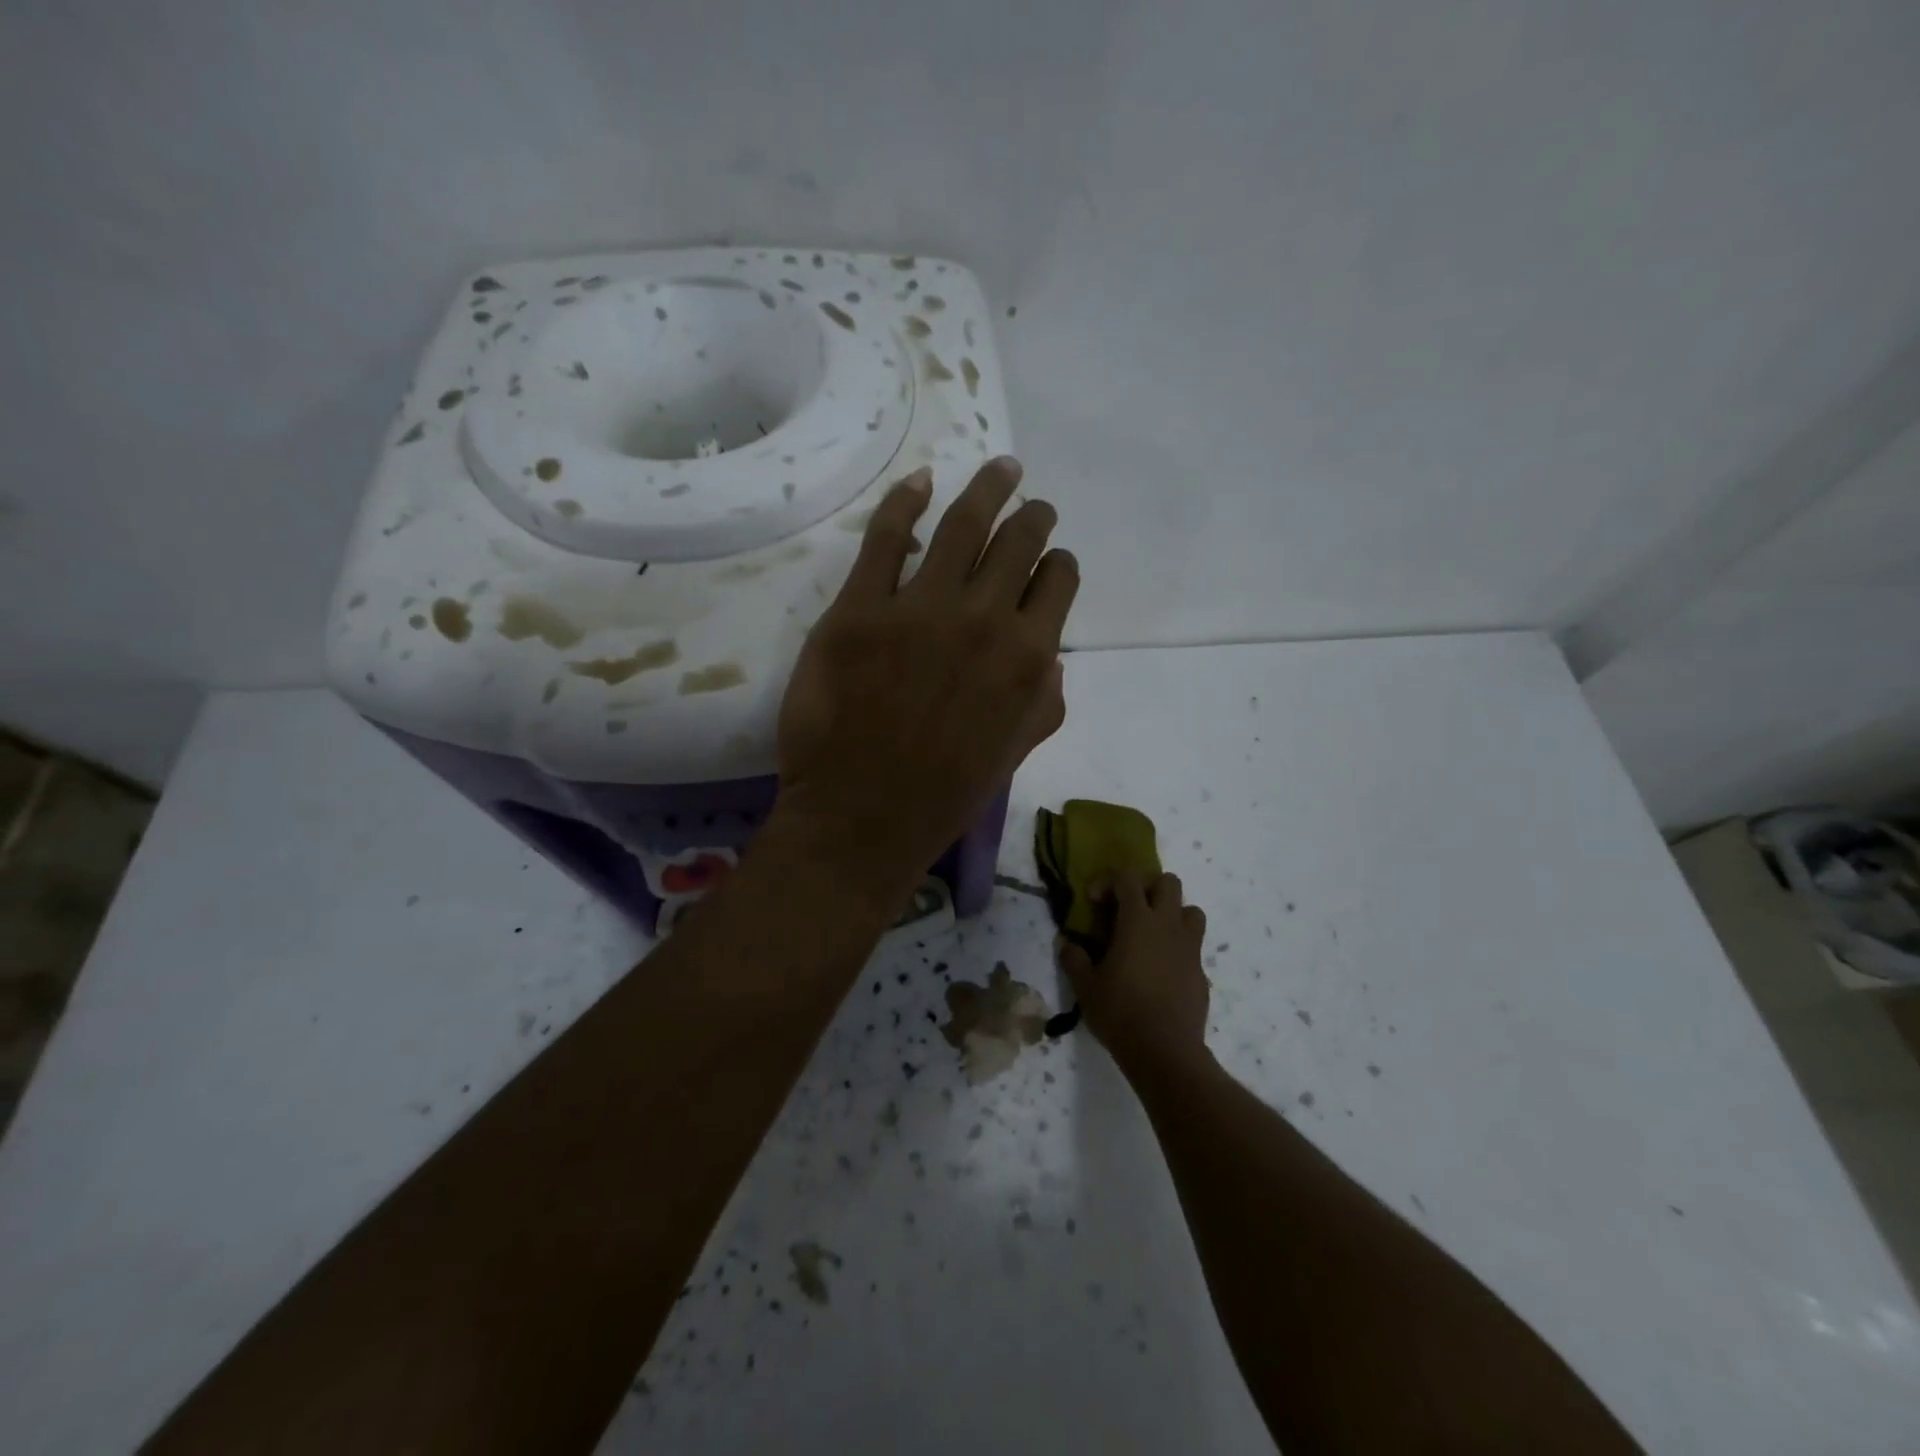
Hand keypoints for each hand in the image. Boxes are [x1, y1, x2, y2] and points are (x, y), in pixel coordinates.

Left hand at [775, 457, 1077, 914]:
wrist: (863, 819)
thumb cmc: (946, 794)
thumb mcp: (1017, 752)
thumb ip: (1046, 699)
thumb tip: (1051, 655)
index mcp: (1029, 656)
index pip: (1057, 581)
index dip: (1057, 564)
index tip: (1050, 560)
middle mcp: (982, 619)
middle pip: (1017, 542)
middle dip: (1032, 517)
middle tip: (1032, 503)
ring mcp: (917, 609)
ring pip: (961, 525)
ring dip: (987, 491)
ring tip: (1001, 471)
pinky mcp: (858, 610)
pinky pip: (883, 539)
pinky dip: (904, 502)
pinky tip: (920, 482)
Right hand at [1060, 872, 1209, 1075]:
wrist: (1166, 1052)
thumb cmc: (1121, 1012)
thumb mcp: (1085, 986)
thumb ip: (1074, 959)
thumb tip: (1068, 944)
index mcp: (1138, 921)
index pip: (1127, 879)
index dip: (1108, 881)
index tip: (1093, 901)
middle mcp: (1168, 926)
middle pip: (1168, 883)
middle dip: (1146, 886)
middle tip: (1127, 907)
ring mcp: (1189, 948)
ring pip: (1191, 910)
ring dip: (1171, 912)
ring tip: (1151, 933)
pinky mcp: (1201, 972)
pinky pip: (1193, 945)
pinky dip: (1178, 946)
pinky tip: (1160, 970)